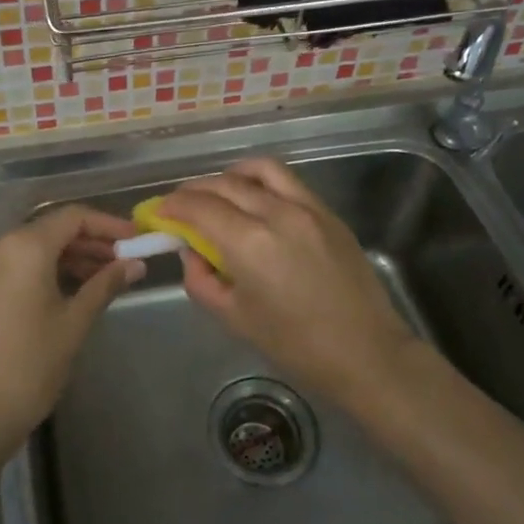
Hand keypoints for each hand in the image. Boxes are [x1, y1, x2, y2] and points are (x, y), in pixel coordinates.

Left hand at [0, 206, 141, 447]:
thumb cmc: (30, 365)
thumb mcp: (74, 323)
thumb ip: (105, 284)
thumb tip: (136, 264)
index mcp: (24, 247)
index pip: (73, 217)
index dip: (108, 225)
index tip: (137, 240)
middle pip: (52, 229)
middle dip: (91, 242)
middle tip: (125, 261)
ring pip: (35, 248)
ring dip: (70, 257)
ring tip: (105, 277)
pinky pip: (17, 264)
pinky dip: (46, 269)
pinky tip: (72, 289)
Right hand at [158, 159, 425, 403]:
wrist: (366, 353)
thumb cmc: (295, 345)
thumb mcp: (234, 317)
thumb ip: (202, 279)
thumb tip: (191, 251)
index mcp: (249, 243)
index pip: (198, 207)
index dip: (171, 206)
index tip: (157, 212)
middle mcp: (276, 213)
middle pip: (224, 184)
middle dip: (193, 191)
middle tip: (179, 206)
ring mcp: (307, 208)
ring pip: (258, 170)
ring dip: (229, 176)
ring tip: (218, 194)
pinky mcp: (327, 212)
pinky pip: (287, 181)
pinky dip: (261, 181)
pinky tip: (254, 199)